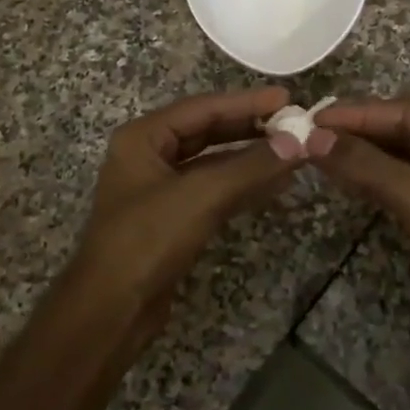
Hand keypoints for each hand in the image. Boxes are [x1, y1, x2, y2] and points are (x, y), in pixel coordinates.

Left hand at [69, 88, 305, 346]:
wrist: (111, 311)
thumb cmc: (147, 240)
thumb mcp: (201, 196)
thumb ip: (250, 166)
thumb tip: (298, 142)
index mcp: (143, 137)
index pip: (202, 108)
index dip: (246, 102)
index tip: (286, 98)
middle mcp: (150, 155)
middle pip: (208, 131)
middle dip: (250, 128)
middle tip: (292, 123)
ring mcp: (161, 188)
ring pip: (213, 162)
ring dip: (251, 158)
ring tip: (292, 151)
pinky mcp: (173, 218)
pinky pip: (214, 189)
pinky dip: (243, 185)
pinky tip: (276, 183)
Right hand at [307, 100, 409, 341]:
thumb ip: (367, 164)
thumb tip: (315, 138)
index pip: (405, 111)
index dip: (358, 113)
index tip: (315, 117)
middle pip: (402, 129)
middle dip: (358, 131)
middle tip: (311, 133)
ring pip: (399, 155)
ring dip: (362, 154)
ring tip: (319, 151)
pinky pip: (402, 179)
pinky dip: (373, 176)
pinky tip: (345, 176)